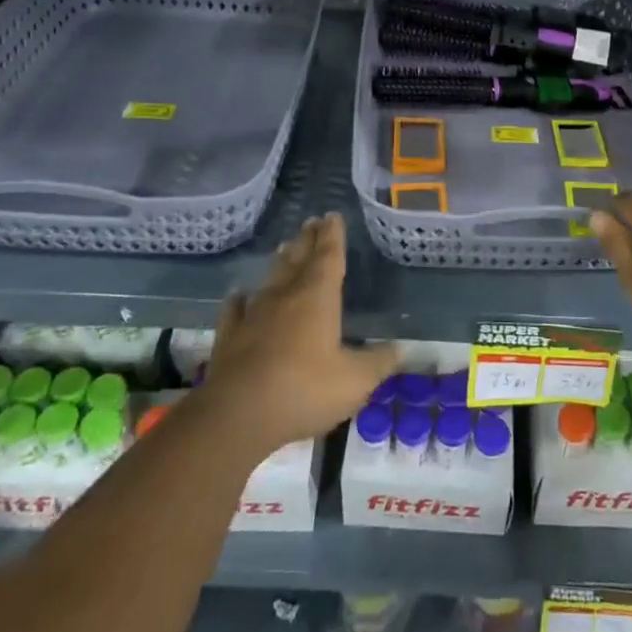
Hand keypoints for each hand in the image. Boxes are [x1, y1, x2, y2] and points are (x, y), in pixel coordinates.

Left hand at [192, 213, 396, 461]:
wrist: (238, 415)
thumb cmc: (305, 390)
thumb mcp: (355, 381)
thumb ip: (378, 363)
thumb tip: (401, 349)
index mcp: (318, 298)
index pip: (328, 256)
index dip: (333, 236)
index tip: (333, 216)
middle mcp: (285, 296)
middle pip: (298, 259)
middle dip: (307, 240)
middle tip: (311, 222)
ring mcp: (254, 315)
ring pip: (270, 279)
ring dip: (280, 262)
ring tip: (285, 246)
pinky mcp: (230, 337)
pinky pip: (235, 310)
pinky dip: (239, 300)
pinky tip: (238, 294)